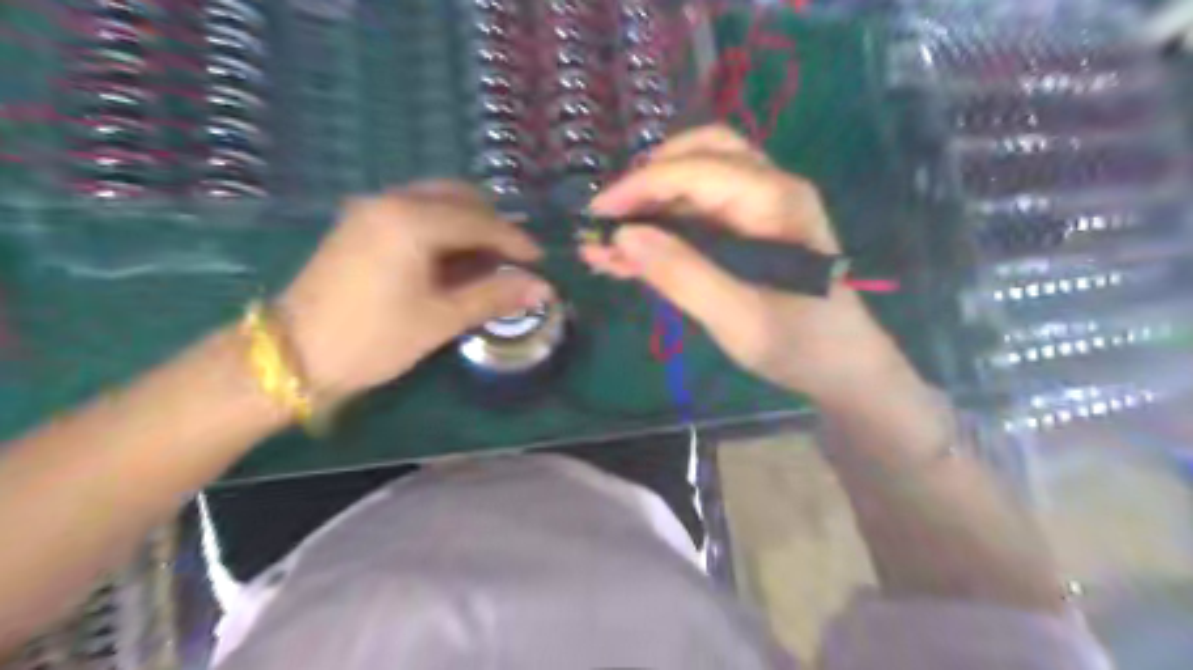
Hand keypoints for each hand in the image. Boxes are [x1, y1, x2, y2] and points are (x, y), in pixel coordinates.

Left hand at [281, 181, 548, 404]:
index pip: (480, 221)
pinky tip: (450, 260)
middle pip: (458, 197)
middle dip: (492, 225)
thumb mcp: (441, 319)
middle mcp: (391, 201)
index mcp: (412, 220)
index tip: (541, 261)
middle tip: (512, 261)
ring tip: (485, 263)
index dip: (516, 241)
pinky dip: (441, 228)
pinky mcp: (359, 224)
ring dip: (467, 225)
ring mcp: (370, 209)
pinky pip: (414, 211)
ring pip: (435, 201)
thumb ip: (494, 296)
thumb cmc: (373, 339)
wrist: (292, 356)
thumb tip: (544, 288)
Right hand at [584, 126, 911, 402]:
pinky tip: (630, 257)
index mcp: (774, 200)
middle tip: (610, 218)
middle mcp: (769, 190)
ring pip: (695, 185)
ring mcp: (760, 210)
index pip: (695, 171)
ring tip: (608, 243)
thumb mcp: (739, 318)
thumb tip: (624, 236)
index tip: (597, 216)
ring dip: (650, 208)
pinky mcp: (750, 233)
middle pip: (699, 156)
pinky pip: (699, 216)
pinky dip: (663, 230)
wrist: (843, 368)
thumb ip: (682, 275)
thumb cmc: (800, 345)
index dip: (640, 187)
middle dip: (647, 182)